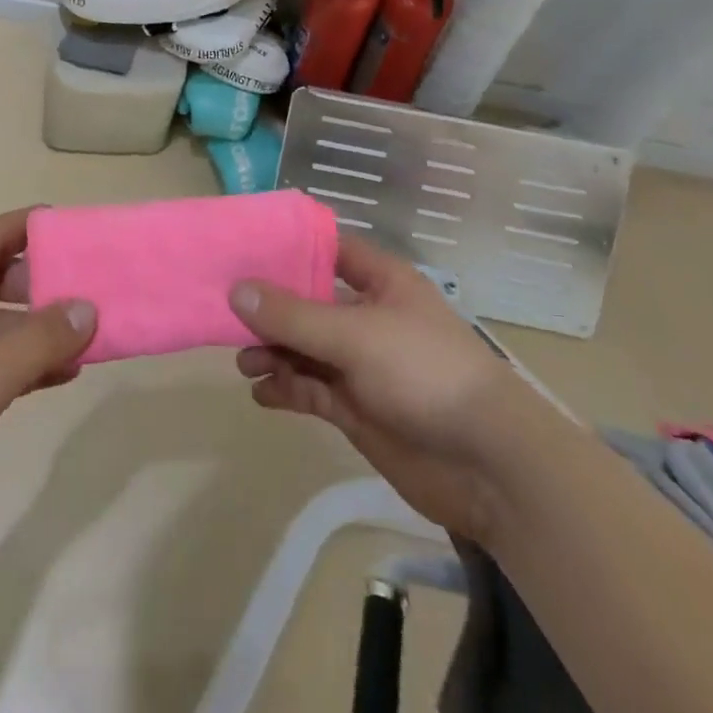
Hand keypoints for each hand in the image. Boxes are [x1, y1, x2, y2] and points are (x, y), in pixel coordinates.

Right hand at [233, 236, 545, 541]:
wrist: (487, 465)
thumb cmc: (425, 374)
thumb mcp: (355, 335)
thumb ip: (293, 315)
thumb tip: (236, 290)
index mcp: (380, 282)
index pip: (328, 249)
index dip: (288, 247)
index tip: (242, 248)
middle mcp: (368, 316)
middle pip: (307, 301)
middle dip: (269, 307)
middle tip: (225, 314)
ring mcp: (361, 363)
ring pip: (304, 347)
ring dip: (273, 352)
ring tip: (244, 362)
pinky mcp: (356, 407)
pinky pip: (310, 388)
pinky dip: (285, 388)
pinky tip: (262, 393)